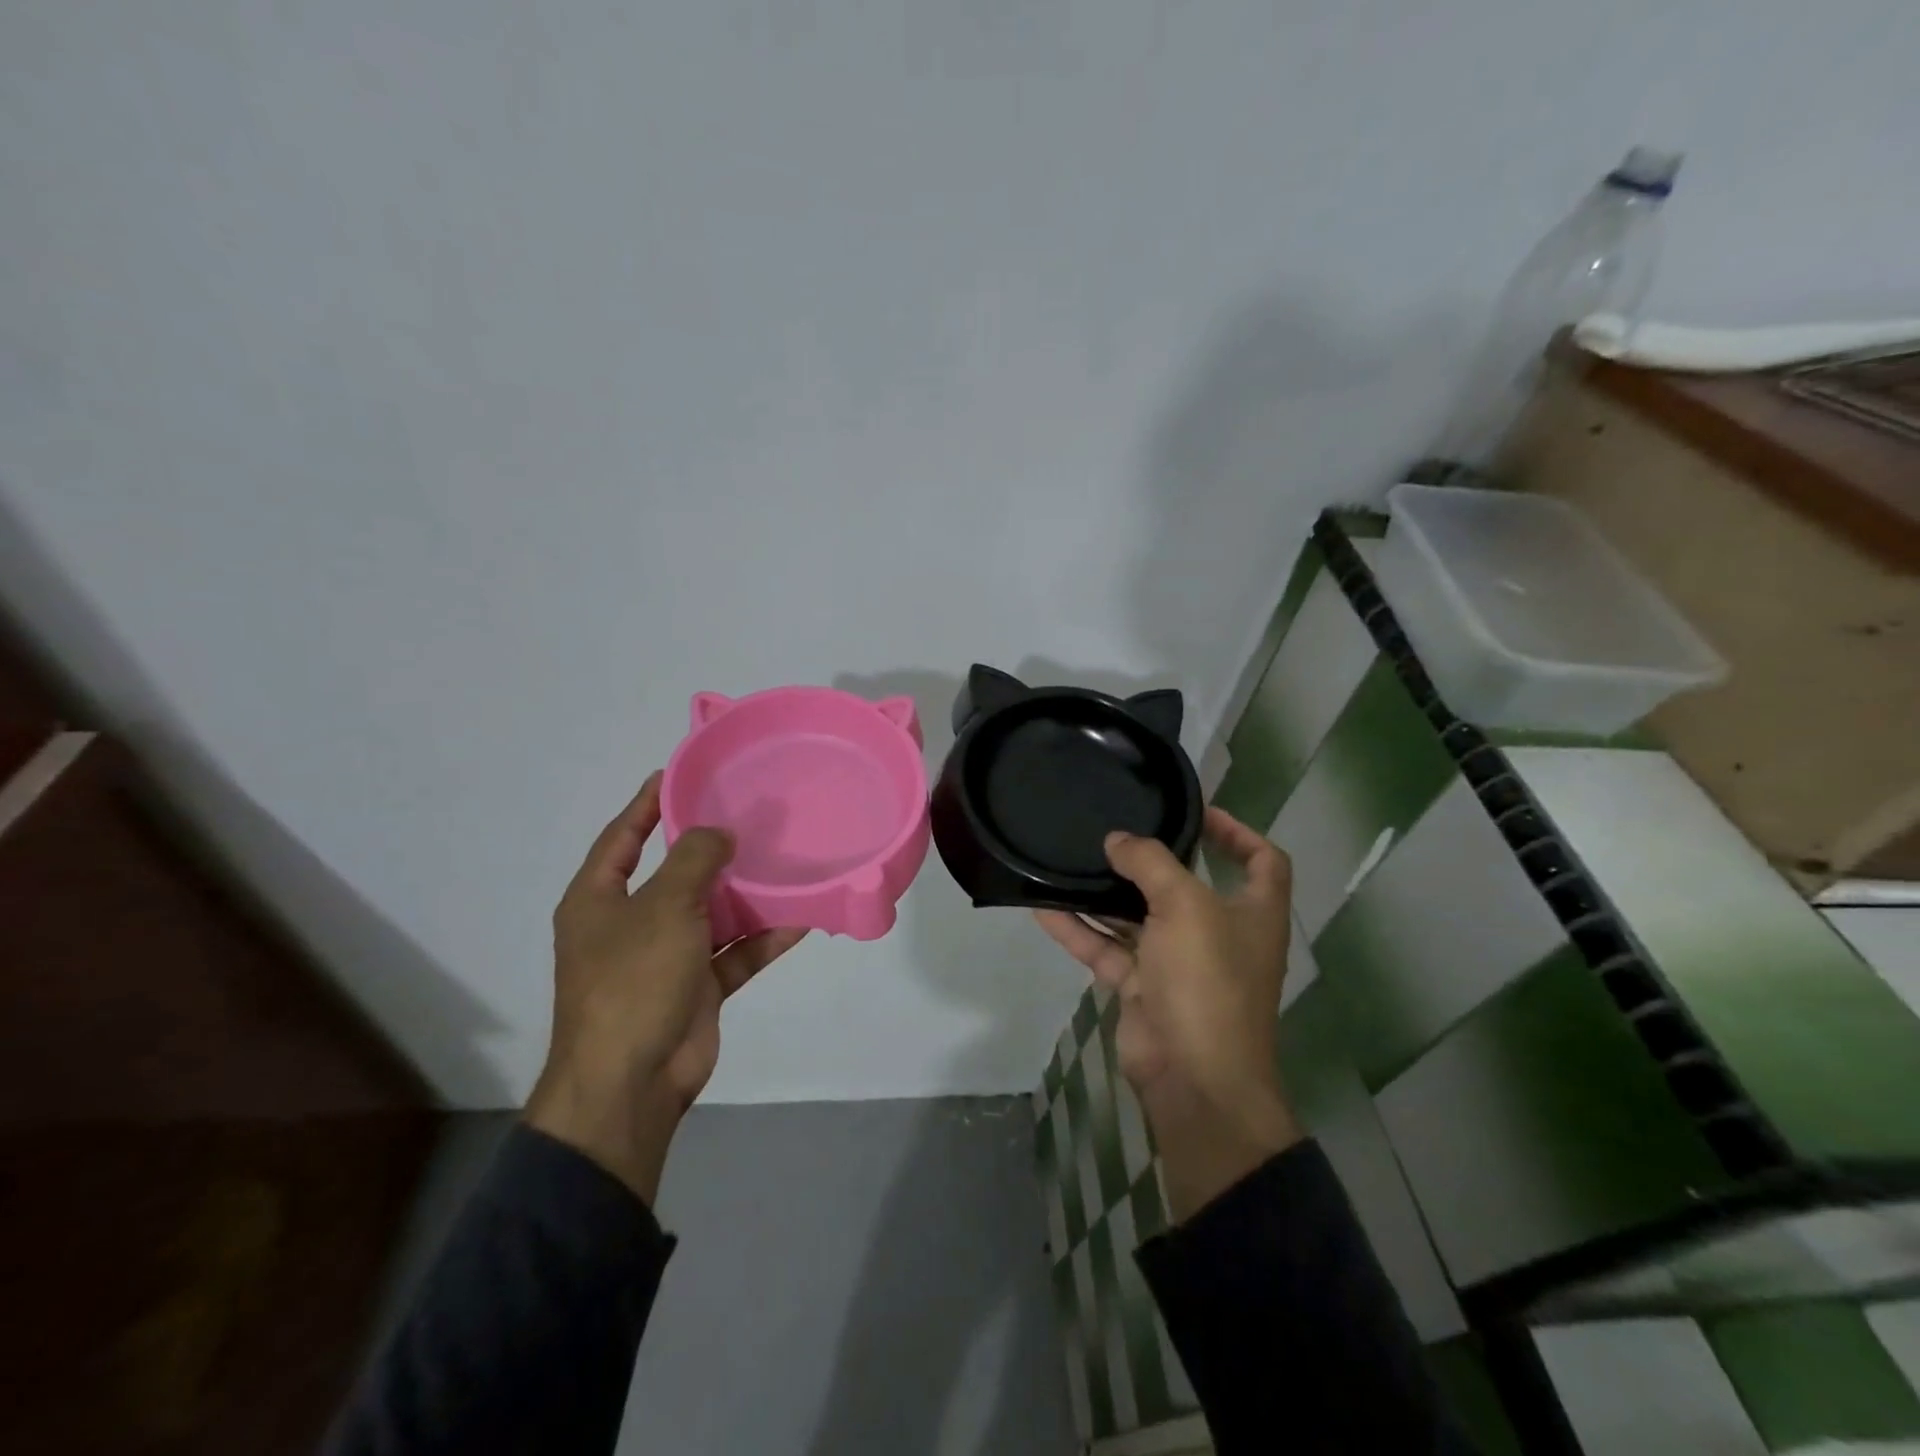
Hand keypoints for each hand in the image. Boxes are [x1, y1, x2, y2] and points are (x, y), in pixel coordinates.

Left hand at [526, 772, 805, 1200]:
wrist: (630, 1082)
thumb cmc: (633, 980)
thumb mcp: (663, 906)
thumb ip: (694, 860)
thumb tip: (720, 833)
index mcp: (598, 901)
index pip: (622, 837)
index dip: (647, 804)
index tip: (678, 773)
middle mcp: (629, 925)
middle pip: (674, 874)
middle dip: (710, 849)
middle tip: (751, 816)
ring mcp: (664, 959)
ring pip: (711, 914)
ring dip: (744, 894)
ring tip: (783, 861)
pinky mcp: (695, 989)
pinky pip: (733, 953)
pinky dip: (762, 939)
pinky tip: (800, 919)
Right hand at [1036, 807, 1299, 1219]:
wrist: (1193, 1077)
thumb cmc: (1207, 980)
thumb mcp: (1185, 906)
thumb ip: (1151, 863)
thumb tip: (1118, 840)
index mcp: (1252, 913)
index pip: (1263, 861)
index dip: (1238, 833)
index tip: (1198, 813)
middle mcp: (1219, 934)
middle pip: (1187, 886)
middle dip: (1153, 861)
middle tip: (1115, 833)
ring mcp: (1179, 964)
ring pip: (1138, 918)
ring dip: (1106, 894)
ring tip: (1071, 861)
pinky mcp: (1144, 989)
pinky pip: (1108, 950)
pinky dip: (1079, 931)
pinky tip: (1044, 907)